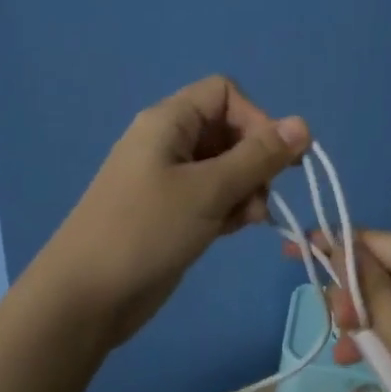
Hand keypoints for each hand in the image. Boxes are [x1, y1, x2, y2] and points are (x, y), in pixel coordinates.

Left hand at [33, 76, 309, 353]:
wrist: (86, 297)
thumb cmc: (146, 231)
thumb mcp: (209, 190)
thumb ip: (258, 156)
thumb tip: (304, 124)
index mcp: (168, 121)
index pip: (225, 94)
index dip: (256, 119)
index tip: (273, 158)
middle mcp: (168, 142)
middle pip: (228, 130)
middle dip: (254, 160)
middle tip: (260, 196)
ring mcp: (168, 179)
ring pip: (225, 166)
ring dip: (246, 188)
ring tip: (248, 219)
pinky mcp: (171, 212)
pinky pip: (212, 195)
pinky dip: (229, 207)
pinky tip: (232, 231)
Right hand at [319, 231, 390, 391]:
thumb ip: (372, 294)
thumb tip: (342, 249)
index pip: (376, 241)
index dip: (333, 245)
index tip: (292, 250)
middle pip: (386, 270)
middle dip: (353, 293)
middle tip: (334, 326)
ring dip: (368, 323)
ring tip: (344, 352)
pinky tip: (369, 364)